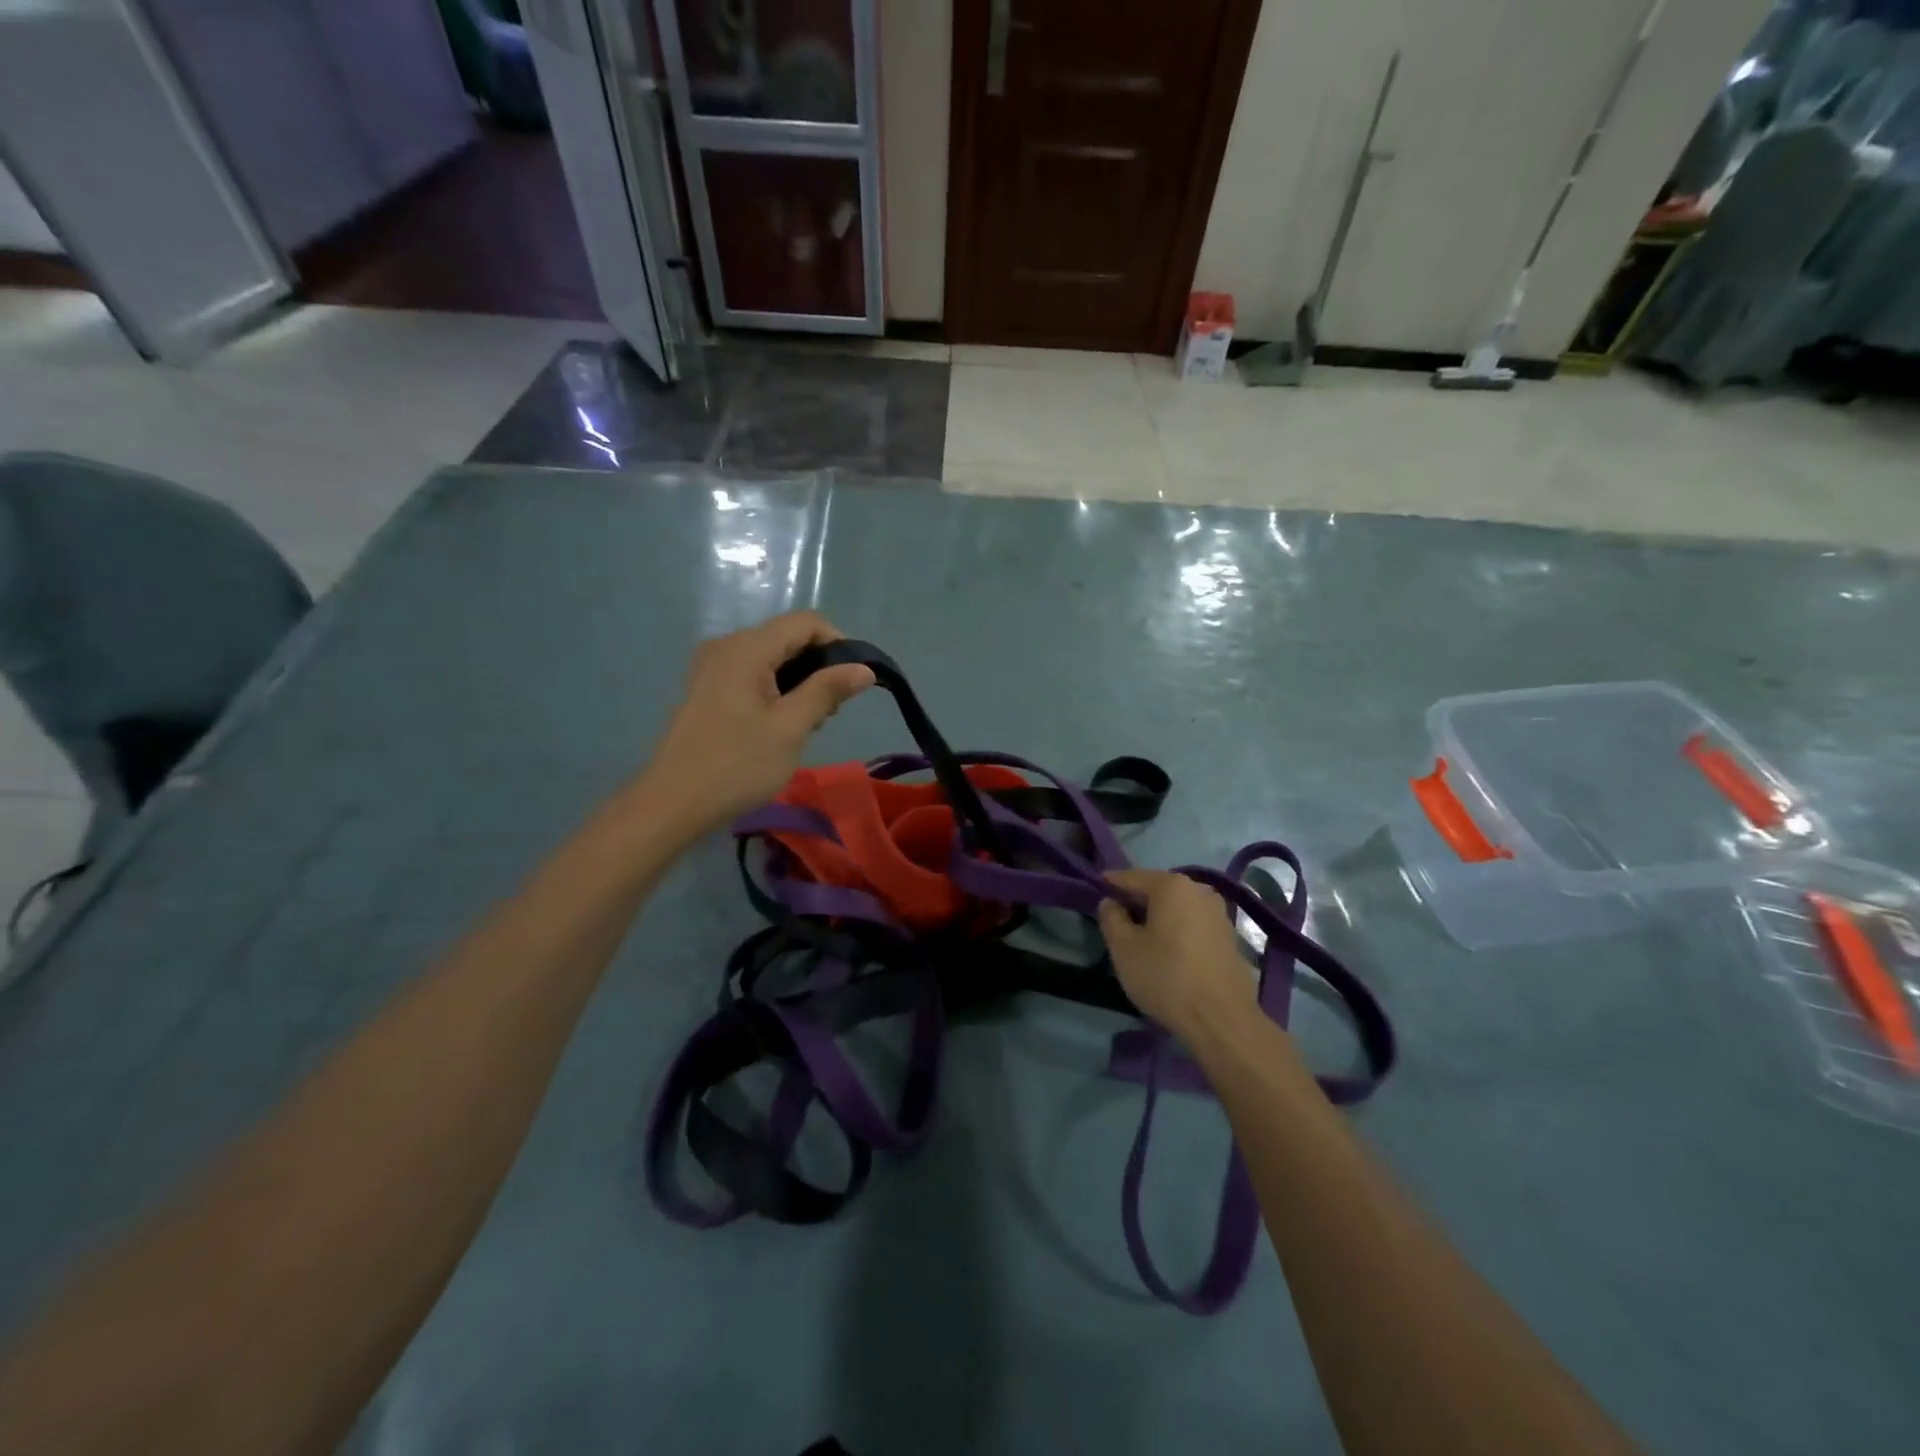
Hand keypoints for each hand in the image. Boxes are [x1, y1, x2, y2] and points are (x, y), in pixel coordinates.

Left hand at [645, 612, 874, 835]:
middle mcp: (727, 646)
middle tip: (832, 711)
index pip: (805, 623)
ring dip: (799, 681)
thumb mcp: (791, 727)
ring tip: (810, 723)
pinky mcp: (707, 689)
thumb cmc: (737, 764)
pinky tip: (782, 725)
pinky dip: (776, 690)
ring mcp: (712, 668)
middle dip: (819, 666)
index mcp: (746, 648)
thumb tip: (865, 668)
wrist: (673, 803)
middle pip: (787, 638)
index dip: (837, 643)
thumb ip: (827, 691)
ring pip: (771, 658)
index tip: (853, 682)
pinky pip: (752, 675)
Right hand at [1098, 869, 1259, 1044]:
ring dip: (1157, 917)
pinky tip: (1167, 951)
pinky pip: (1193, 923)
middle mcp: (1199, 890)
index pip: (1131, 877)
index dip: (1110, 884)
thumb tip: (1110, 902)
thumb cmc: (1165, 977)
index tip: (1094, 891)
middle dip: (1135, 901)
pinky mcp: (1229, 936)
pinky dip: (1176, 930)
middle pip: (1157, 889)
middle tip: (1115, 919)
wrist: (1221, 1019)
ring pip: (1177, 907)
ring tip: (1140, 938)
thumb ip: (1111, 918)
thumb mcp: (1124, 948)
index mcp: (1172, 885)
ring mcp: (1218, 913)